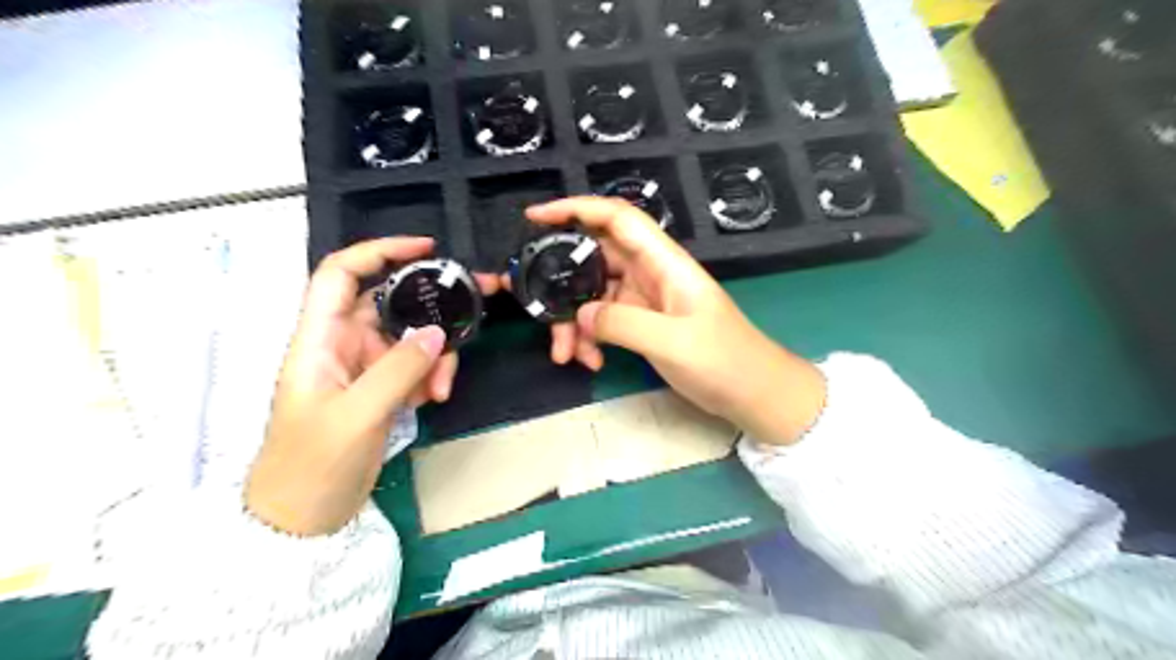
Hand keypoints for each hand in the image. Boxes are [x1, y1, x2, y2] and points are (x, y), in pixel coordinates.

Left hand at [251, 236, 497, 536]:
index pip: (341, 274)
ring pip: (410, 337)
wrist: (303, 518)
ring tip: (442, 387)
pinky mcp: (380, 389)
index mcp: (319, 338)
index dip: (379, 251)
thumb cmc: (312, 464)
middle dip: (431, 303)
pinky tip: (432, 399)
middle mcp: (341, 343)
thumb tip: (437, 332)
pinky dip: (430, 376)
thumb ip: (397, 370)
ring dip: (435, 354)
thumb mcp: (356, 415)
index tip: (426, 248)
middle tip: (477, 302)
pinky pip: (414, 366)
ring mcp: (363, 367)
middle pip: (390, 303)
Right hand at [522, 197, 824, 443]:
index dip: (576, 208)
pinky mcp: (642, 322)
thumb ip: (623, 324)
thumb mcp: (672, 343)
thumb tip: (582, 314)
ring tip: (565, 355)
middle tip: (530, 304)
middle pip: (594, 258)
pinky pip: (604, 319)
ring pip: (593, 294)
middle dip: (560, 281)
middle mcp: (650, 273)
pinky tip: (591, 361)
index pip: (617, 218)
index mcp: (664, 263)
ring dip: (573, 320)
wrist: (753, 393)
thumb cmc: (725, 361)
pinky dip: (591, 337)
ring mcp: (645, 298)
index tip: (535, 218)